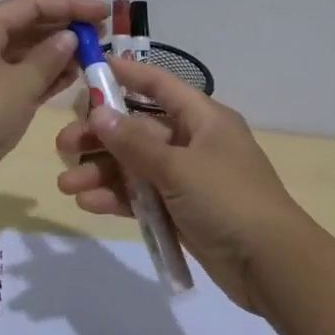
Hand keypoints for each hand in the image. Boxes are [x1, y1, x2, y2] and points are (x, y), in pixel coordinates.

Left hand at [0, 0, 109, 200]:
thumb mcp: (20, 83)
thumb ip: (49, 57)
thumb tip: (68, 37)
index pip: (30, 4)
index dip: (69, 5)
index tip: (102, 12)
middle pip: (25, 26)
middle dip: (63, 29)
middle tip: (101, 36)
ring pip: (22, 55)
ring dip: (55, 55)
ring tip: (91, 57)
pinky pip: (16, 79)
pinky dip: (42, 77)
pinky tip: (70, 79)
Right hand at [53, 57, 311, 311]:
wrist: (271, 265)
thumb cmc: (228, 200)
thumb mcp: (178, 167)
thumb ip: (134, 143)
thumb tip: (97, 114)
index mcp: (202, 119)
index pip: (159, 86)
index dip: (127, 75)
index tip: (91, 69)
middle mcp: (193, 142)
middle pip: (138, 129)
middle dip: (100, 137)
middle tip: (63, 145)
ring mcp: (187, 178)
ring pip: (135, 166)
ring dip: (102, 172)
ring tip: (66, 185)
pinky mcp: (181, 210)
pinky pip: (142, 196)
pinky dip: (118, 198)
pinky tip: (88, 204)